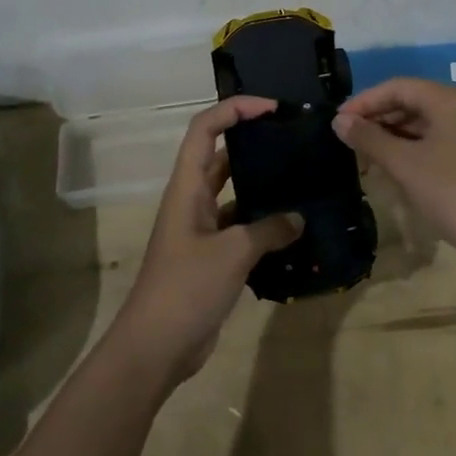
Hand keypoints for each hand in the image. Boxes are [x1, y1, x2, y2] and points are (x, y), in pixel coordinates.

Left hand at [111, 96, 301, 383]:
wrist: (155, 347)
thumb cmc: (186, 288)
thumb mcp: (232, 253)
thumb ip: (269, 230)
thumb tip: (298, 218)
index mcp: (187, 188)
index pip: (205, 129)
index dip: (234, 109)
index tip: (272, 108)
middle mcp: (192, 201)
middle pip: (220, 155)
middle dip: (252, 140)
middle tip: (292, 138)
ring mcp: (200, 229)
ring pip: (232, 192)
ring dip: (260, 183)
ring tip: (300, 176)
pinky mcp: (211, 256)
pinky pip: (240, 226)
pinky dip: (263, 222)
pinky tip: (293, 227)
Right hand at [333, 77, 455, 265]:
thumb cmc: (453, 192)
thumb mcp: (405, 164)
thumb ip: (369, 138)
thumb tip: (339, 121)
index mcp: (450, 100)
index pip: (398, 87)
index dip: (365, 101)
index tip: (338, 121)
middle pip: (413, 101)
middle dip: (379, 119)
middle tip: (350, 140)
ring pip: (426, 122)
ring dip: (394, 135)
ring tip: (368, 157)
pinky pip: (439, 139)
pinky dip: (414, 148)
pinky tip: (396, 167)